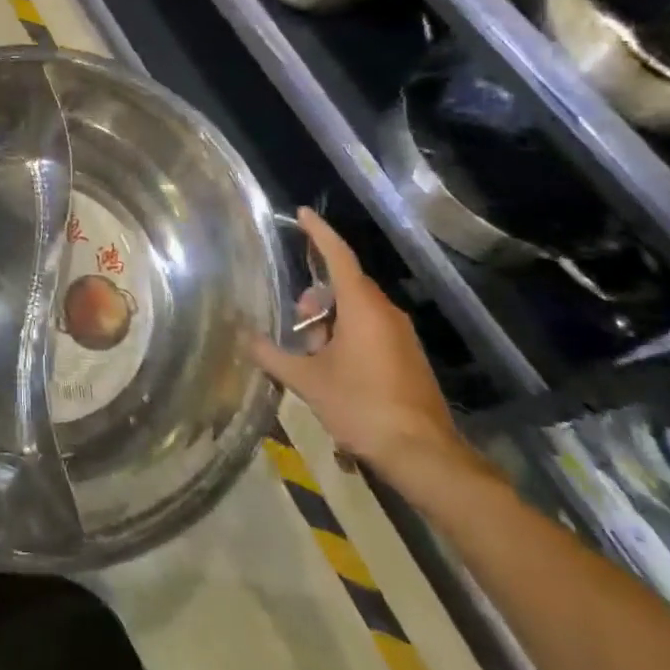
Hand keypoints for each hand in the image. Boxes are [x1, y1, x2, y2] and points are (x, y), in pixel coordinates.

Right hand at [246, 208, 471, 484]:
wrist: (424, 455)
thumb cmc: (362, 407)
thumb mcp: (308, 381)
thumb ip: (273, 355)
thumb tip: (244, 338)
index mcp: (362, 307)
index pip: (338, 256)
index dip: (318, 233)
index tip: (301, 213)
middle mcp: (385, 313)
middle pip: (344, 285)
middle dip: (315, 296)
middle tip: (295, 322)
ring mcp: (400, 336)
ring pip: (357, 310)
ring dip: (329, 322)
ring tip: (310, 354)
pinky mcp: (407, 357)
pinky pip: (370, 329)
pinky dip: (346, 336)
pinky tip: (330, 367)